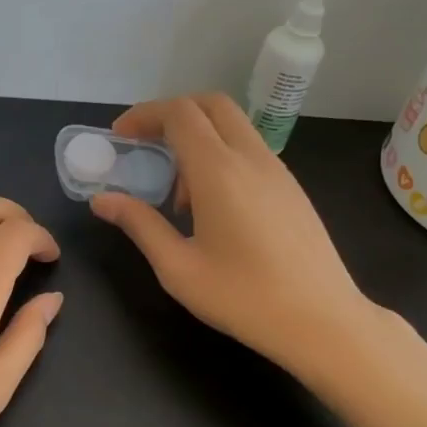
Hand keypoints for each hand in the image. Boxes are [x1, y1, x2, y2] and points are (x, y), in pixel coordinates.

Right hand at [91, 94, 381, 373]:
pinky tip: (212, 207)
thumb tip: (102, 200)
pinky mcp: (292, 188)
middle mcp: (252, 158)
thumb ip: (139, 225)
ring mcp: (278, 171)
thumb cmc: (244, 298)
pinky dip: (221, 156)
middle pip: (211, 104)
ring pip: (233, 126)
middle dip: (172, 113)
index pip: (179, 114)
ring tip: (176, 194)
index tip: (119, 137)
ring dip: (198, 138)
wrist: (323, 321)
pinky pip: (250, 151)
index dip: (144, 115)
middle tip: (145, 146)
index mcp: (219, 171)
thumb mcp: (178, 268)